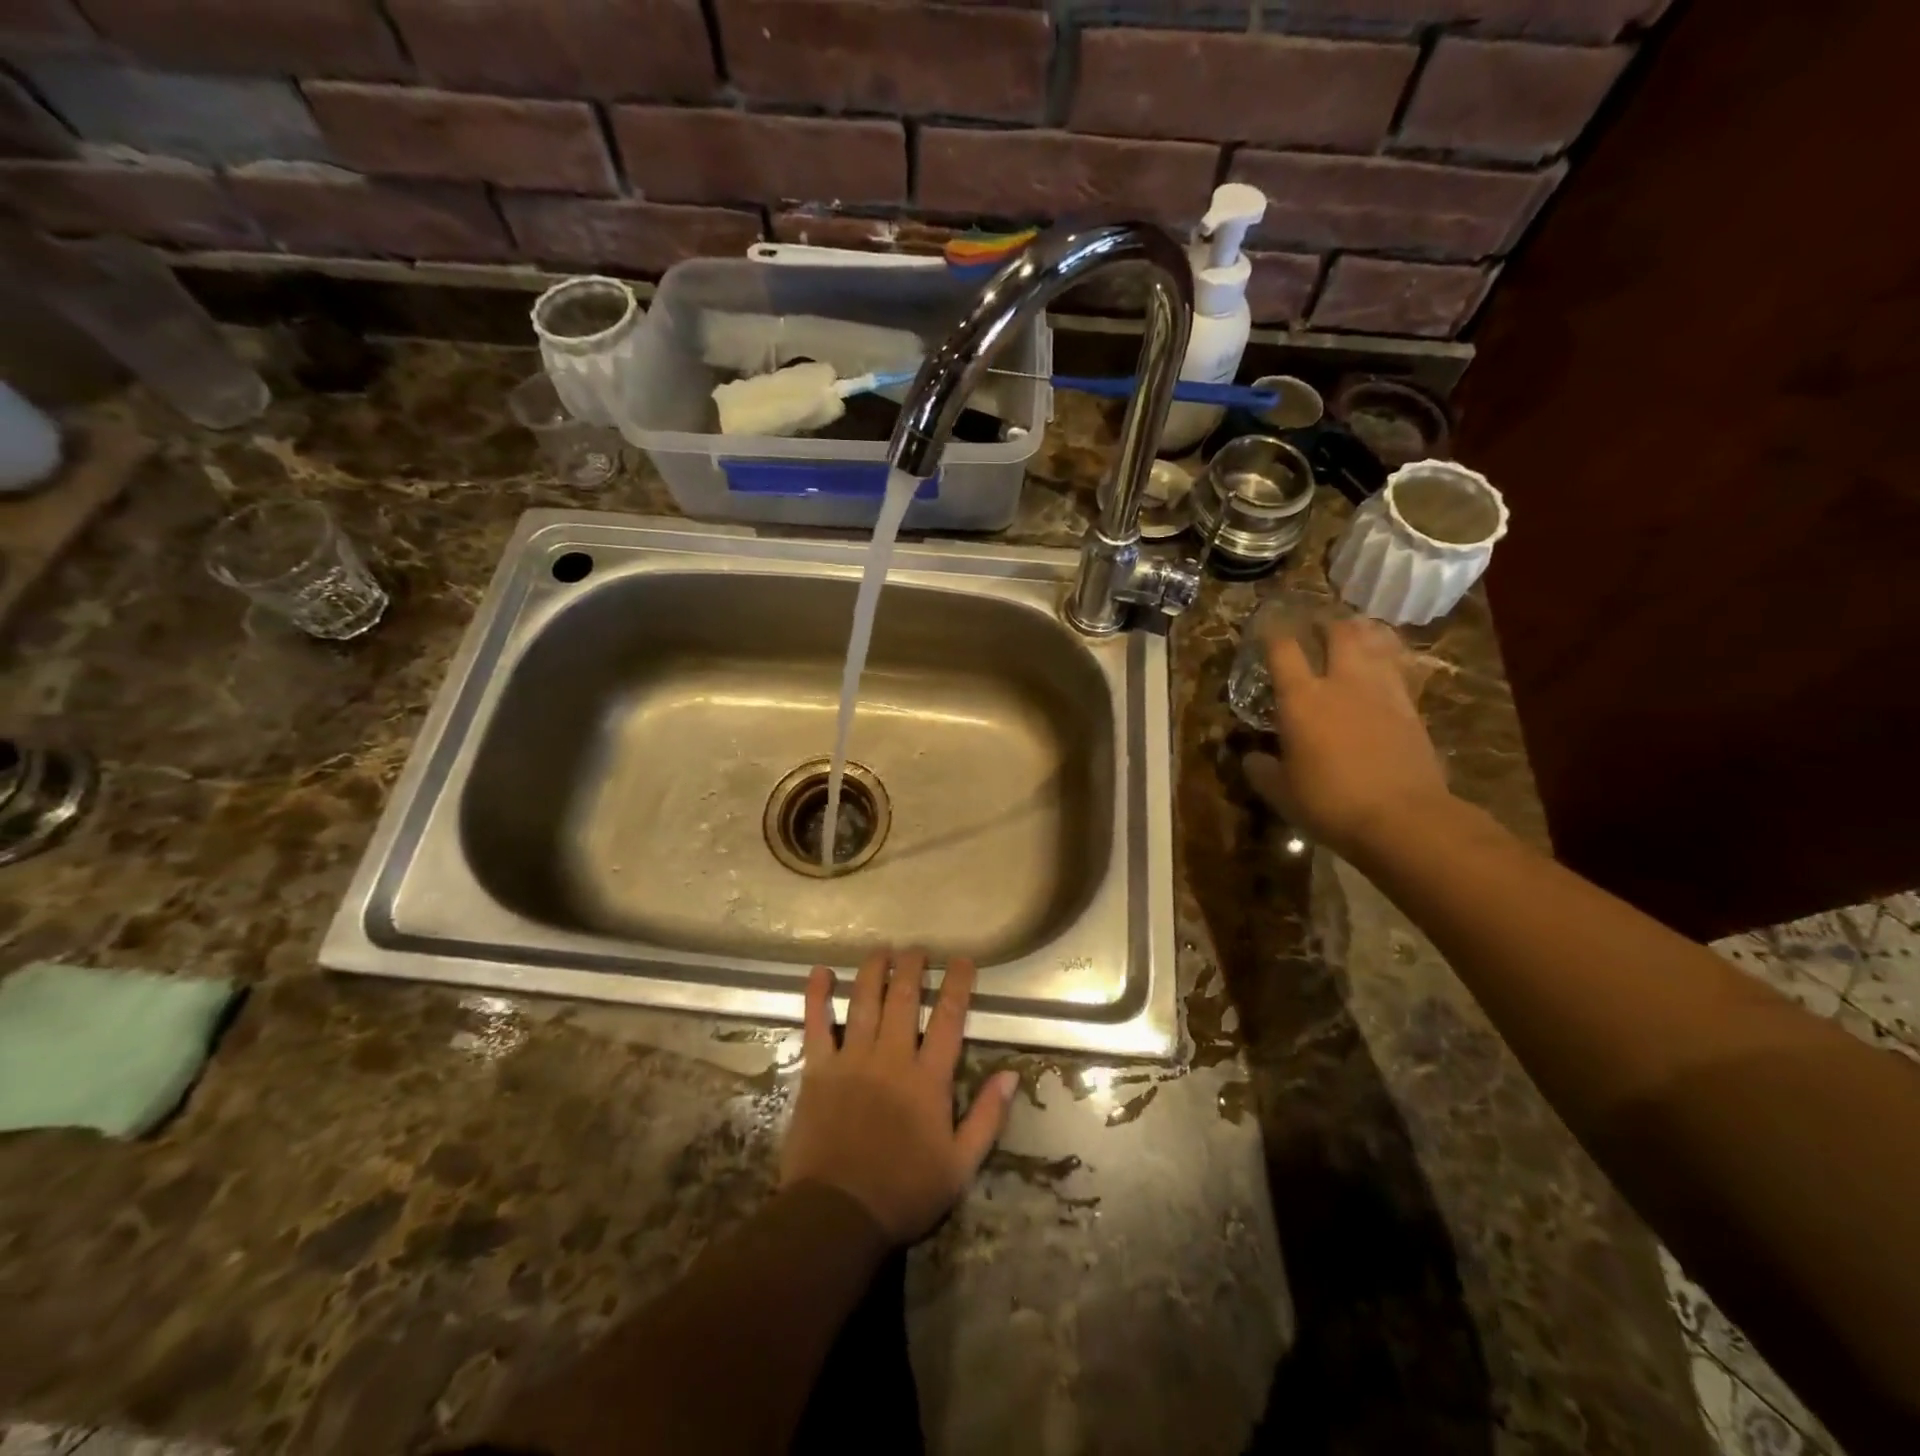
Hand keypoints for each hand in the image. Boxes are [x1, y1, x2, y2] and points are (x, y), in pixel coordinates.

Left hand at [781, 949, 1018, 1245]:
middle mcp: (891, 1057)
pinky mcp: (818, 1070)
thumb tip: (1012, 1075)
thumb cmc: (904, 1192)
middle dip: (912, 967)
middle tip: (917, 949)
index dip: (957, 984)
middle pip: (903, 998)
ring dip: (873, 970)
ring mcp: (852, 1060)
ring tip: (881, 949)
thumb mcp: (960, 1165)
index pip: (949, 1018)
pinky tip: (819, 972)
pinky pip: (816, 1025)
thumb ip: (987, 1117)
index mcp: (928, 1078)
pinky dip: (816, 996)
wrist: (838, 1215)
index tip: (962, 960)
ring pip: (864, 1001)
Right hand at [1245, 617, 1452, 856]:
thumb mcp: (1281, 792)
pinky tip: (1384, 664)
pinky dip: (1388, 657)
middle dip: (1326, 623)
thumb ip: (1262, 770)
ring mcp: (1382, 691)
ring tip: (1354, 632)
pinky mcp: (1412, 706)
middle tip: (1317, 625)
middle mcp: (1341, 683)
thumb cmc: (1330, 803)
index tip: (1265, 629)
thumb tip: (1251, 759)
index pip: (1283, 650)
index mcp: (1301, 699)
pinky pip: (1398, 667)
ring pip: (1375, 642)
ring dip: (1362, 632)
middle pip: (1338, 632)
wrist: (1403, 818)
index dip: (1272, 634)